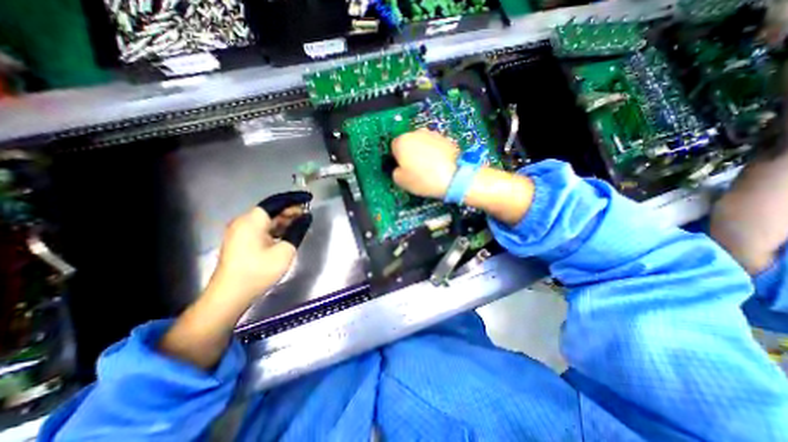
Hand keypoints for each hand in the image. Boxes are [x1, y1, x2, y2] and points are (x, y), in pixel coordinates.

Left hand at [208, 192, 314, 301]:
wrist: (230, 295)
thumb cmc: (259, 271)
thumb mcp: (285, 250)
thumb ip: (297, 230)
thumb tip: (307, 217)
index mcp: (252, 220)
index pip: (277, 201)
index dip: (295, 198)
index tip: (309, 198)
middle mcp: (244, 221)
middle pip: (271, 209)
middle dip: (290, 210)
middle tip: (308, 213)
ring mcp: (240, 231)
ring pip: (267, 219)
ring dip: (284, 219)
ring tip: (301, 222)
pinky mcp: (241, 241)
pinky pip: (261, 228)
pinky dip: (276, 228)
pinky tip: (288, 232)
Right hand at [390, 128, 459, 198]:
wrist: (454, 177)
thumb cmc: (423, 179)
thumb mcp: (401, 181)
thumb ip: (395, 172)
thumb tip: (399, 168)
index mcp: (402, 141)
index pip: (394, 147)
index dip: (398, 159)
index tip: (403, 169)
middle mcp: (416, 133)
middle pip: (409, 142)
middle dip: (411, 153)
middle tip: (416, 169)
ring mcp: (433, 134)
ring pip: (423, 143)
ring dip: (424, 152)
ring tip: (430, 168)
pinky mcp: (447, 139)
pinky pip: (436, 146)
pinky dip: (436, 153)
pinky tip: (439, 165)